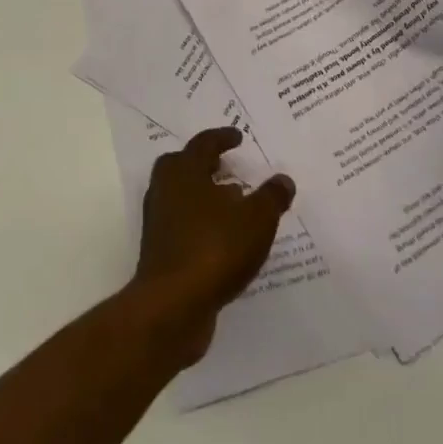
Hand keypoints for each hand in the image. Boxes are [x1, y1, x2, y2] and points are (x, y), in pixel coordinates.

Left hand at [129, 127, 294, 363]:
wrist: (172, 306)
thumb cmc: (214, 249)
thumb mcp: (256, 220)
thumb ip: (271, 197)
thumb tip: (284, 180)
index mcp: (184, 171)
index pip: (203, 144)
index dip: (222, 138)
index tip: (237, 137)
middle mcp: (165, 190)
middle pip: (183, 166)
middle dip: (204, 164)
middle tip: (225, 166)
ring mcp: (159, 222)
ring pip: (181, 197)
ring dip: (204, 196)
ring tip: (232, 204)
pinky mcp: (160, 252)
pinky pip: (183, 226)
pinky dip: (202, 224)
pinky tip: (224, 239)